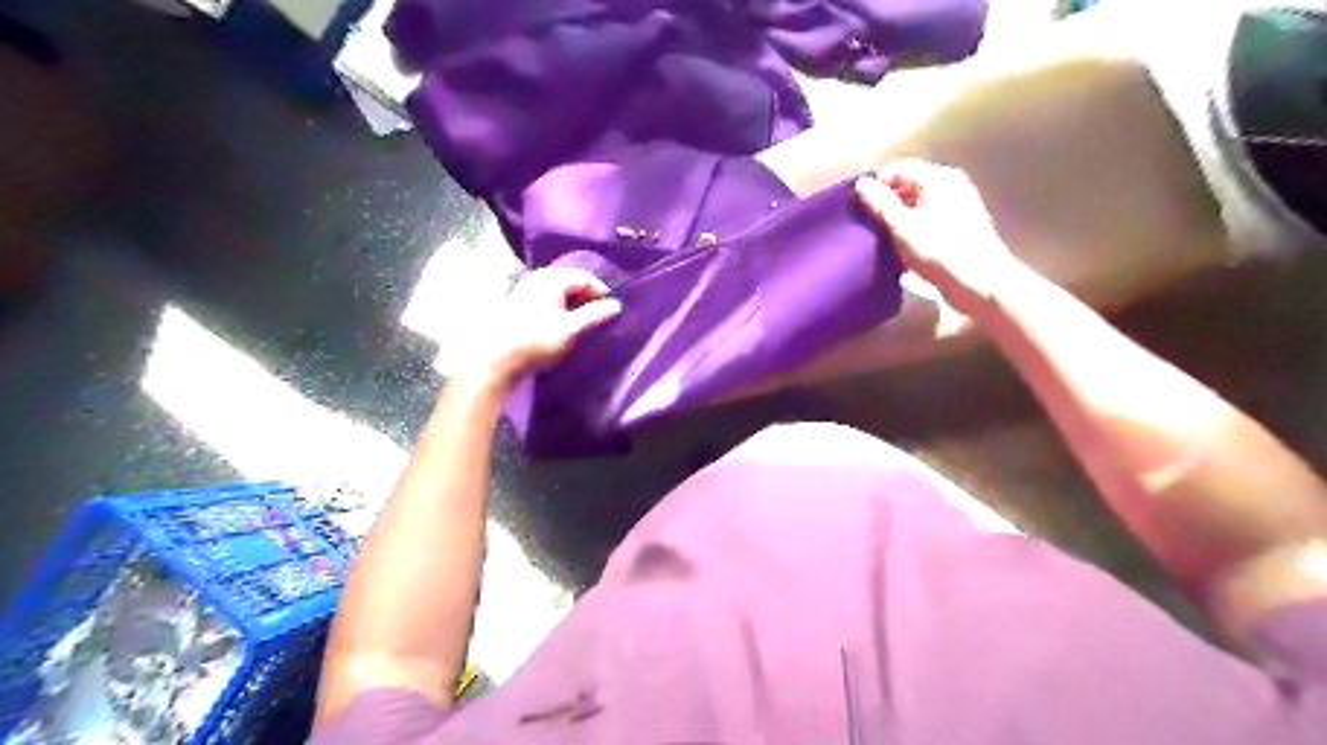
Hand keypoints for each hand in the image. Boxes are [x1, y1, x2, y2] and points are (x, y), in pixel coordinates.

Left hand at [463, 264, 623, 390]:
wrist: (496, 361)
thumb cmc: (536, 342)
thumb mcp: (570, 330)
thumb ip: (594, 315)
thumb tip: (616, 306)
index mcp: (550, 279)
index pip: (585, 277)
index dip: (601, 292)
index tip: (612, 312)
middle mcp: (537, 278)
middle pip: (572, 282)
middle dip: (588, 299)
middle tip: (600, 319)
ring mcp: (526, 290)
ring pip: (560, 292)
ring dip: (575, 306)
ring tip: (584, 325)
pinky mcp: (520, 305)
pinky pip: (549, 300)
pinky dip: (562, 310)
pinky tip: (564, 327)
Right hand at [860, 159, 1025, 316]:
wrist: (982, 285)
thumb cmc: (941, 253)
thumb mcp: (903, 228)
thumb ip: (880, 203)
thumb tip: (861, 184)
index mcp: (939, 178)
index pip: (898, 168)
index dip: (876, 186)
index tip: (859, 209)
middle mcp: (951, 185)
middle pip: (908, 185)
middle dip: (886, 204)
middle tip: (868, 226)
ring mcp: (958, 206)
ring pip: (917, 205)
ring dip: (897, 220)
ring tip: (882, 240)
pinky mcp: (960, 228)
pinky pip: (927, 220)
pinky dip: (912, 230)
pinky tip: (902, 249)